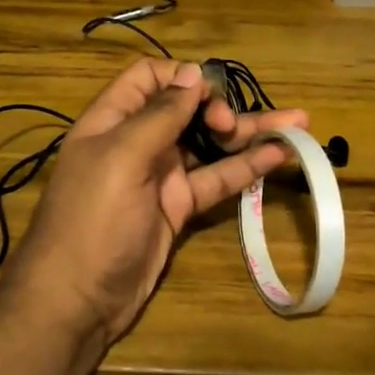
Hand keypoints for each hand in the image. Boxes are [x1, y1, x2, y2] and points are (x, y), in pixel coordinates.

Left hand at [7, 59, 308, 347]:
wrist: (76, 301)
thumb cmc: (91, 220)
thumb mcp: (120, 158)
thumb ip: (159, 115)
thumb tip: (192, 73)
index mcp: (113, 120)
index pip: (149, 78)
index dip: (182, 77)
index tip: (207, 95)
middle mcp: (139, 141)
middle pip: (187, 109)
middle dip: (219, 107)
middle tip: (233, 126)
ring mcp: (161, 175)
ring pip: (210, 144)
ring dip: (249, 134)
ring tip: (298, 123)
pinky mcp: (179, 207)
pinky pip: (217, 179)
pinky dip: (247, 167)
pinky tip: (280, 155)